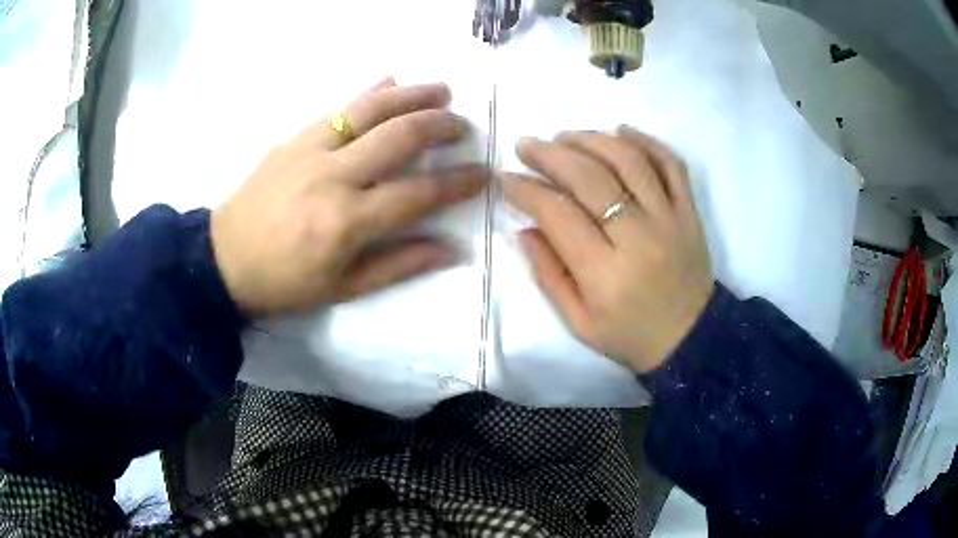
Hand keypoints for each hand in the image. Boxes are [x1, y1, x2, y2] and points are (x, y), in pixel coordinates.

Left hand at [211, 78, 485, 316]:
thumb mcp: (343, 288)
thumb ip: (400, 265)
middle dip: (441, 127)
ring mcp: (311, 149)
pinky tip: (390, 80)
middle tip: (464, 127)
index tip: (483, 174)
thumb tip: (453, 249)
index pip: (419, 193)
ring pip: (371, 109)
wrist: (223, 260)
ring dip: (412, 95)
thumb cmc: (284, 282)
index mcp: (347, 221)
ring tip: (442, 90)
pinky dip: (369, 92)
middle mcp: (333, 176)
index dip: (458, 182)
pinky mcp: (294, 138)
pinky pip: (338, 107)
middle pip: (400, 137)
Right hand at [505, 126, 713, 371]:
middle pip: (590, 178)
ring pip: (629, 161)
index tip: (507, 179)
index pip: (558, 214)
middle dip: (550, 155)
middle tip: (526, 145)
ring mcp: (669, 219)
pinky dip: (646, 141)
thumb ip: (548, 275)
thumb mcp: (578, 323)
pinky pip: (671, 164)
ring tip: (565, 136)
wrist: (691, 340)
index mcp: (604, 274)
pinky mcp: (689, 211)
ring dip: (591, 139)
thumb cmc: (630, 336)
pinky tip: (620, 131)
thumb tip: (526, 228)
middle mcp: (638, 238)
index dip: (527, 190)